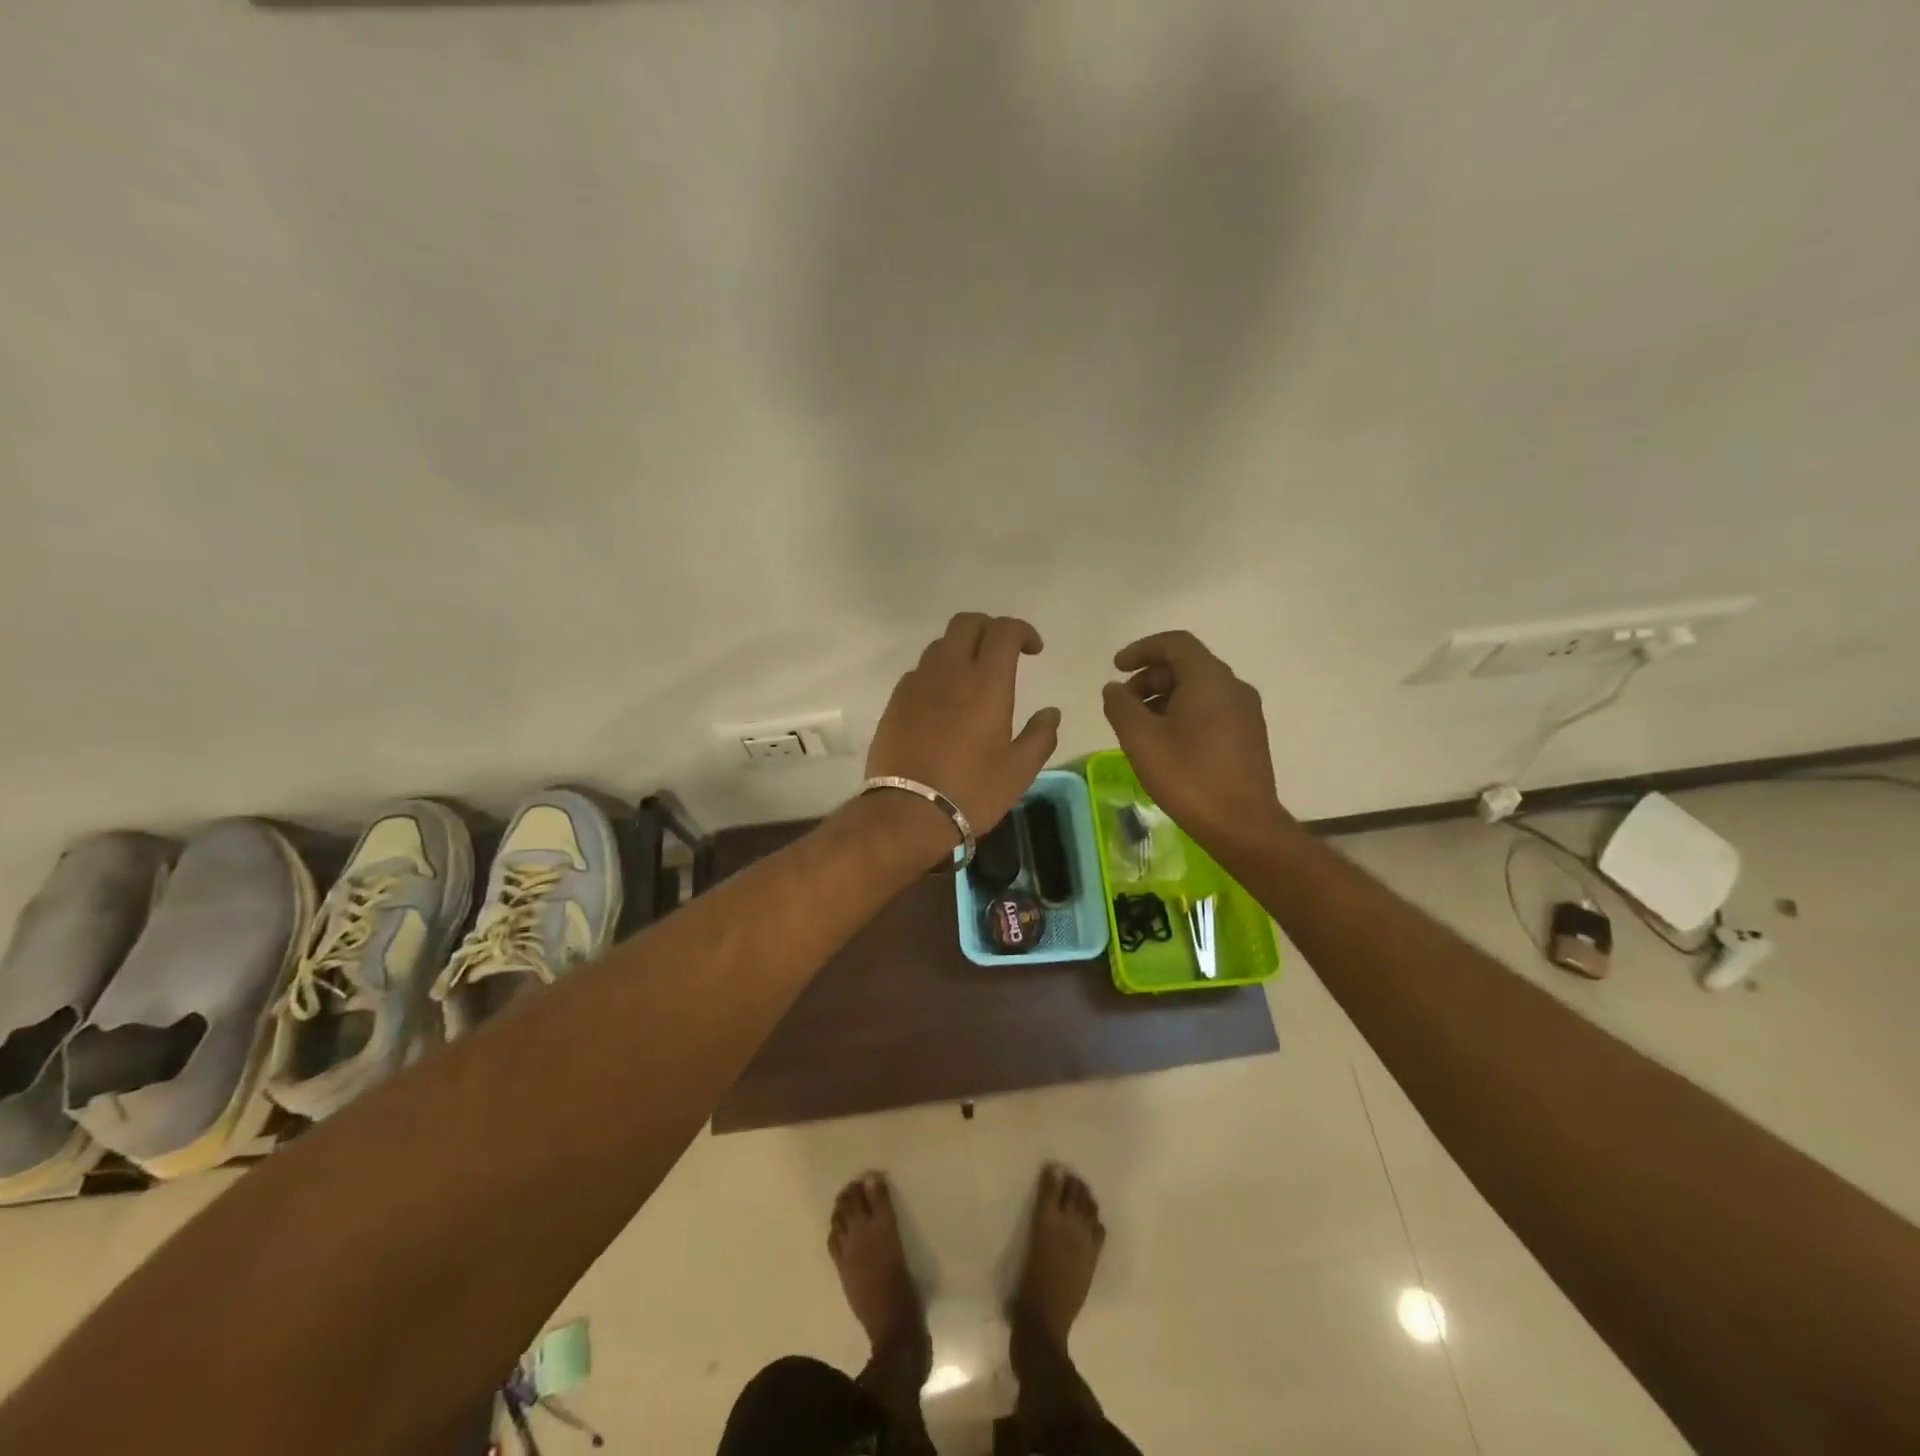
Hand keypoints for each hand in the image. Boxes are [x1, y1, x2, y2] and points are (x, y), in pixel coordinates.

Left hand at [868, 613, 1061, 838]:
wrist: (907, 813)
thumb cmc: (972, 791)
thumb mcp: (1019, 770)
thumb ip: (1040, 736)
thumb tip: (1050, 713)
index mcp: (986, 682)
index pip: (1004, 631)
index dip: (1022, 631)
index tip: (1034, 651)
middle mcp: (949, 671)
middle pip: (966, 623)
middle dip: (989, 628)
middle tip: (1003, 652)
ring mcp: (917, 684)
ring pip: (939, 645)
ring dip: (961, 649)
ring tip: (973, 677)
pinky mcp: (895, 701)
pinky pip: (919, 672)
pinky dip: (937, 674)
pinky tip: (944, 702)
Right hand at [1101, 630, 1290, 856]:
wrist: (1243, 825)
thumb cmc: (1188, 776)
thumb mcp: (1140, 739)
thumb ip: (1121, 706)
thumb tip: (1114, 688)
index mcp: (1209, 679)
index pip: (1174, 643)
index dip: (1141, 649)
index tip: (1116, 668)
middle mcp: (1233, 687)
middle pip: (1187, 665)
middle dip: (1149, 677)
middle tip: (1124, 705)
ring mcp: (1246, 712)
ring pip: (1199, 689)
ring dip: (1165, 697)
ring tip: (1141, 727)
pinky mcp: (1249, 736)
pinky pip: (1212, 709)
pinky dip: (1184, 713)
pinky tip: (1167, 744)